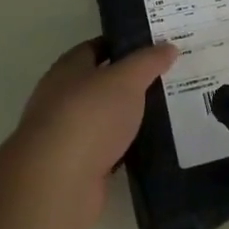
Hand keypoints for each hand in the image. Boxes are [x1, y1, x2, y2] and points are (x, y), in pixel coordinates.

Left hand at [11, 40, 177, 228]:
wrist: (58, 183)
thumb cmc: (88, 117)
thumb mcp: (125, 79)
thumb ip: (148, 62)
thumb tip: (168, 46)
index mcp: (67, 70)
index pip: (95, 48)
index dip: (123, 45)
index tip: (154, 45)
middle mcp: (63, 99)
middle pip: (102, 84)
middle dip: (132, 81)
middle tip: (170, 77)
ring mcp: (69, 136)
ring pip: (107, 119)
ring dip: (131, 116)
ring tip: (170, 110)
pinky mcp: (78, 168)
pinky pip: (110, 150)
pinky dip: (128, 147)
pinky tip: (154, 145)